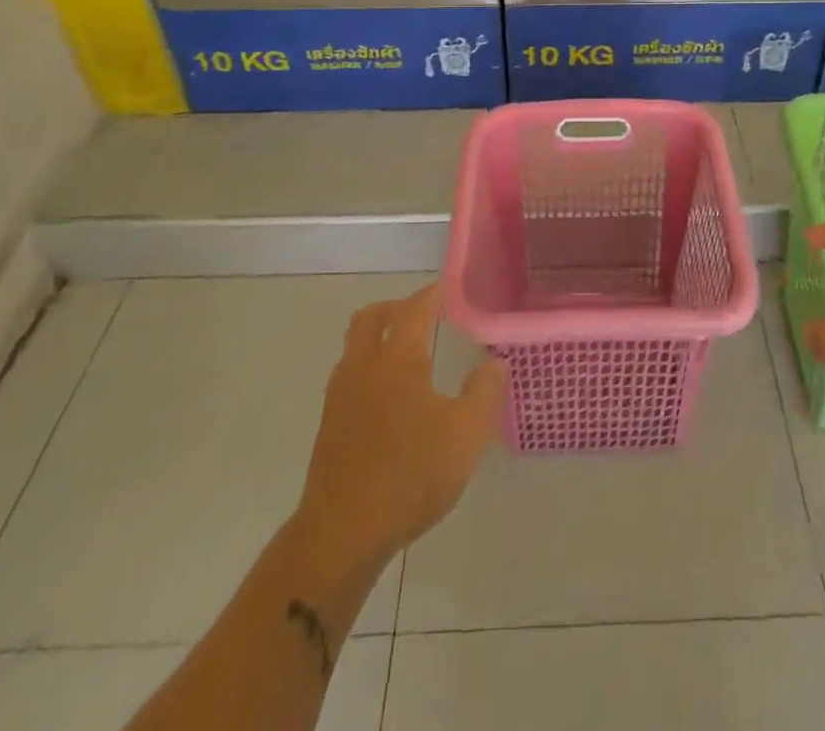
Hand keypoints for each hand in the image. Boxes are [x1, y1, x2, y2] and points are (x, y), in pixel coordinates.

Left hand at [297, 285, 504, 567]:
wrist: (341, 535)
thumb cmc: (410, 475)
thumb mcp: (466, 435)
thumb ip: (484, 393)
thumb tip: (494, 363)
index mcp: (397, 360)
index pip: (413, 310)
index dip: (430, 296)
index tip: (444, 289)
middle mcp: (363, 368)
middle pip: (370, 319)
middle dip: (394, 308)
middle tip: (420, 314)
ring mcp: (340, 398)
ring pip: (354, 349)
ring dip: (377, 339)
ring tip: (407, 355)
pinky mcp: (330, 428)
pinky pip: (349, 379)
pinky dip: (369, 370)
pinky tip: (390, 400)